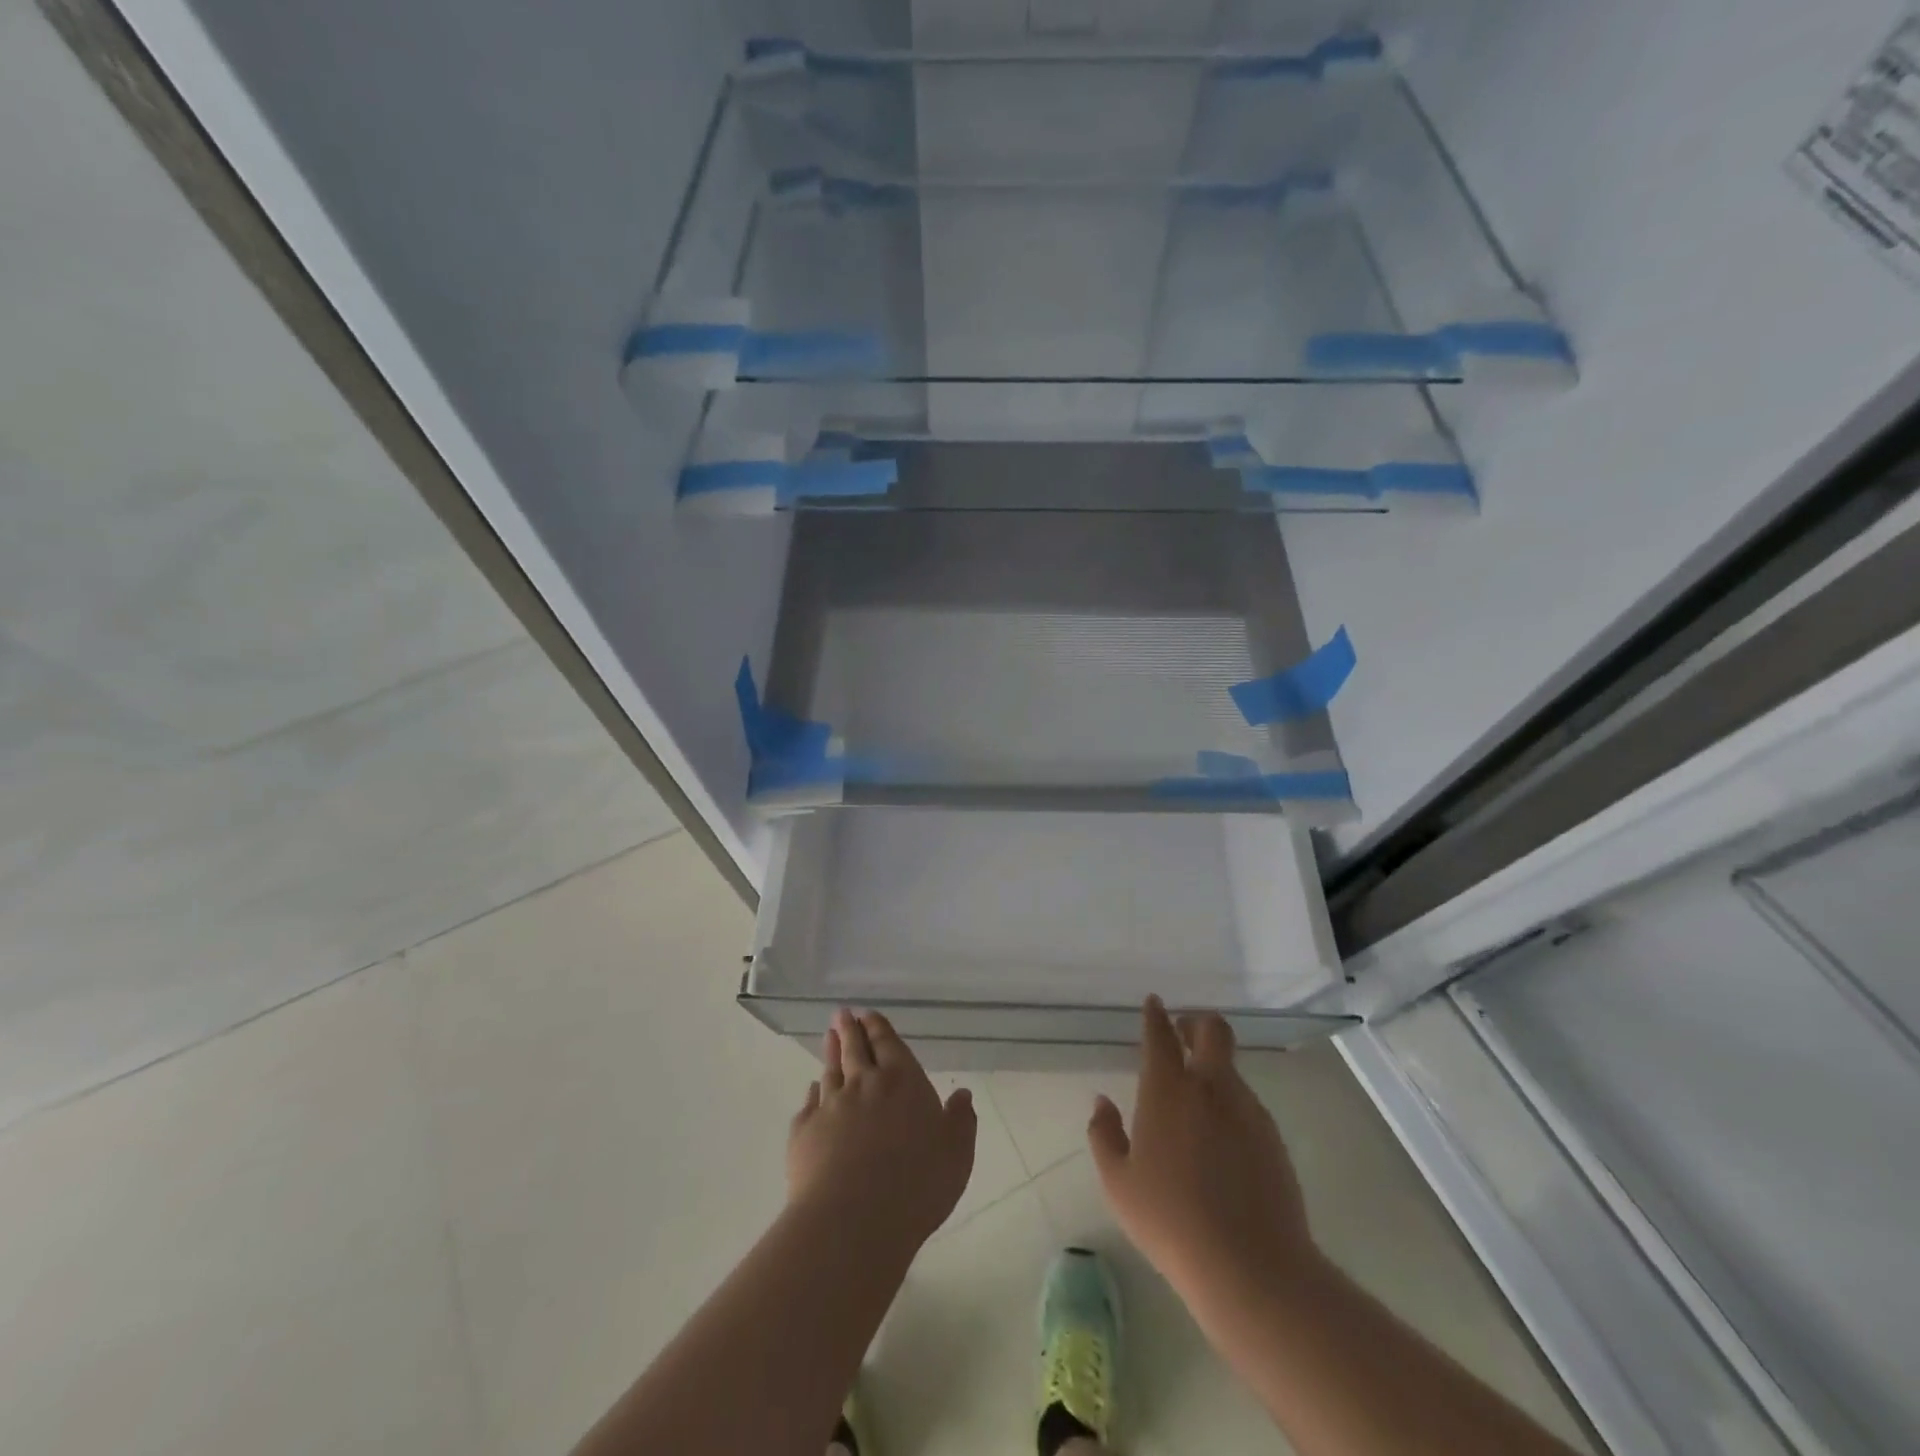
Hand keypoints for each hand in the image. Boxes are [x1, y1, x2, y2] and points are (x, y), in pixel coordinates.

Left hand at [787, 1009, 977, 1253]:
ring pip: (830, 1070)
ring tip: (828, 1036)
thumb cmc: (916, 1184)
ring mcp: (831, 1105)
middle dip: (850, 1029)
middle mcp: (864, 1084)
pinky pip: (809, 1103)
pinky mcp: (804, 1132)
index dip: (878, 1028)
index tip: (868, 1014)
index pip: (888, 1044)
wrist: (853, 1219)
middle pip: (855, 1049)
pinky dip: (812, 1093)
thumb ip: (960, 1121)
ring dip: (830, 1051)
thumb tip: (962, 1094)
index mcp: (902, 1081)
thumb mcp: (956, 1154)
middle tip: (843, 1014)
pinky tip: (812, 1090)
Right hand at [1088, 997, 1314, 1312]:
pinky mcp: (1272, 1137)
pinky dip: (1230, 1106)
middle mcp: (1210, 1086)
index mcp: (1168, 1089)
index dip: (1156, 1014)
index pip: (1161, 1034)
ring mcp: (1247, 1109)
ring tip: (1197, 1104)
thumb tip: (1102, 1102)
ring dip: (1213, 1069)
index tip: (1154, 1003)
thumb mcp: (1119, 1183)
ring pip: (1230, 1069)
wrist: (1251, 1267)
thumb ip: (1104, 1134)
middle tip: (1183, 1034)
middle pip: (1213, 1029)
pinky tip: (1220, 1143)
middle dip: (1196, 1022)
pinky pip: (1246, 1104)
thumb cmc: (1170, 1221)